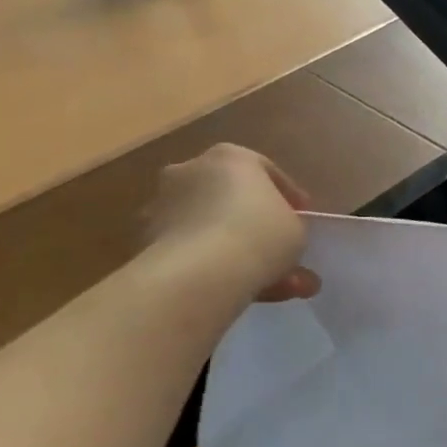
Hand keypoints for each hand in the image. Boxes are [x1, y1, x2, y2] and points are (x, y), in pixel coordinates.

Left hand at [144, 144, 320, 302]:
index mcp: (230, 157)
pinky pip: (192, 250)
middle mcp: (190, 171)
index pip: (265, 171)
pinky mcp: (146, 241)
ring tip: (270, 285)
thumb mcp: (296, 227)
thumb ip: (289, 226)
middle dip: (255, 224)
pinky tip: (240, 290)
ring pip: (210, 228)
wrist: (200, 273)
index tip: (301, 217)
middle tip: (279, 249)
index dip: (288, 196)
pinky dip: (214, 266)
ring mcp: (162, 206)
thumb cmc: (261, 233)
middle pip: (230, 197)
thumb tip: (281, 240)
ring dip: (237, 250)